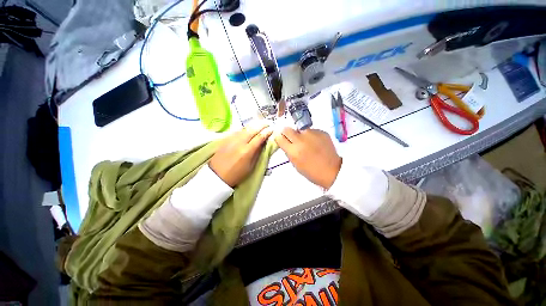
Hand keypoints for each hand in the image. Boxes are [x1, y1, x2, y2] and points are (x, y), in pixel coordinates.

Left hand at [209, 122, 272, 186]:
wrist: (217, 175)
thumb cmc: (236, 174)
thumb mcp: (250, 166)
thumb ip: (257, 153)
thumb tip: (262, 144)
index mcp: (247, 151)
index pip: (259, 137)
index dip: (266, 132)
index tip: (271, 130)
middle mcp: (239, 143)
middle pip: (252, 130)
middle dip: (261, 125)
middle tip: (267, 124)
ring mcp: (231, 140)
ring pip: (244, 128)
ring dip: (253, 125)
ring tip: (259, 124)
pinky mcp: (225, 139)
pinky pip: (237, 131)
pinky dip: (244, 128)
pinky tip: (247, 129)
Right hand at [274, 128, 341, 188]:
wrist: (332, 170)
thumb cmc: (312, 171)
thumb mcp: (295, 164)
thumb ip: (289, 151)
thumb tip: (285, 142)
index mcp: (293, 151)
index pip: (279, 137)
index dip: (278, 137)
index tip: (280, 138)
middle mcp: (301, 140)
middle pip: (287, 129)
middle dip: (286, 133)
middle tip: (290, 138)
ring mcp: (312, 134)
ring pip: (299, 129)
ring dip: (300, 134)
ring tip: (307, 143)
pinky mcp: (321, 132)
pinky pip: (311, 131)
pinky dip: (310, 136)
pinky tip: (316, 143)